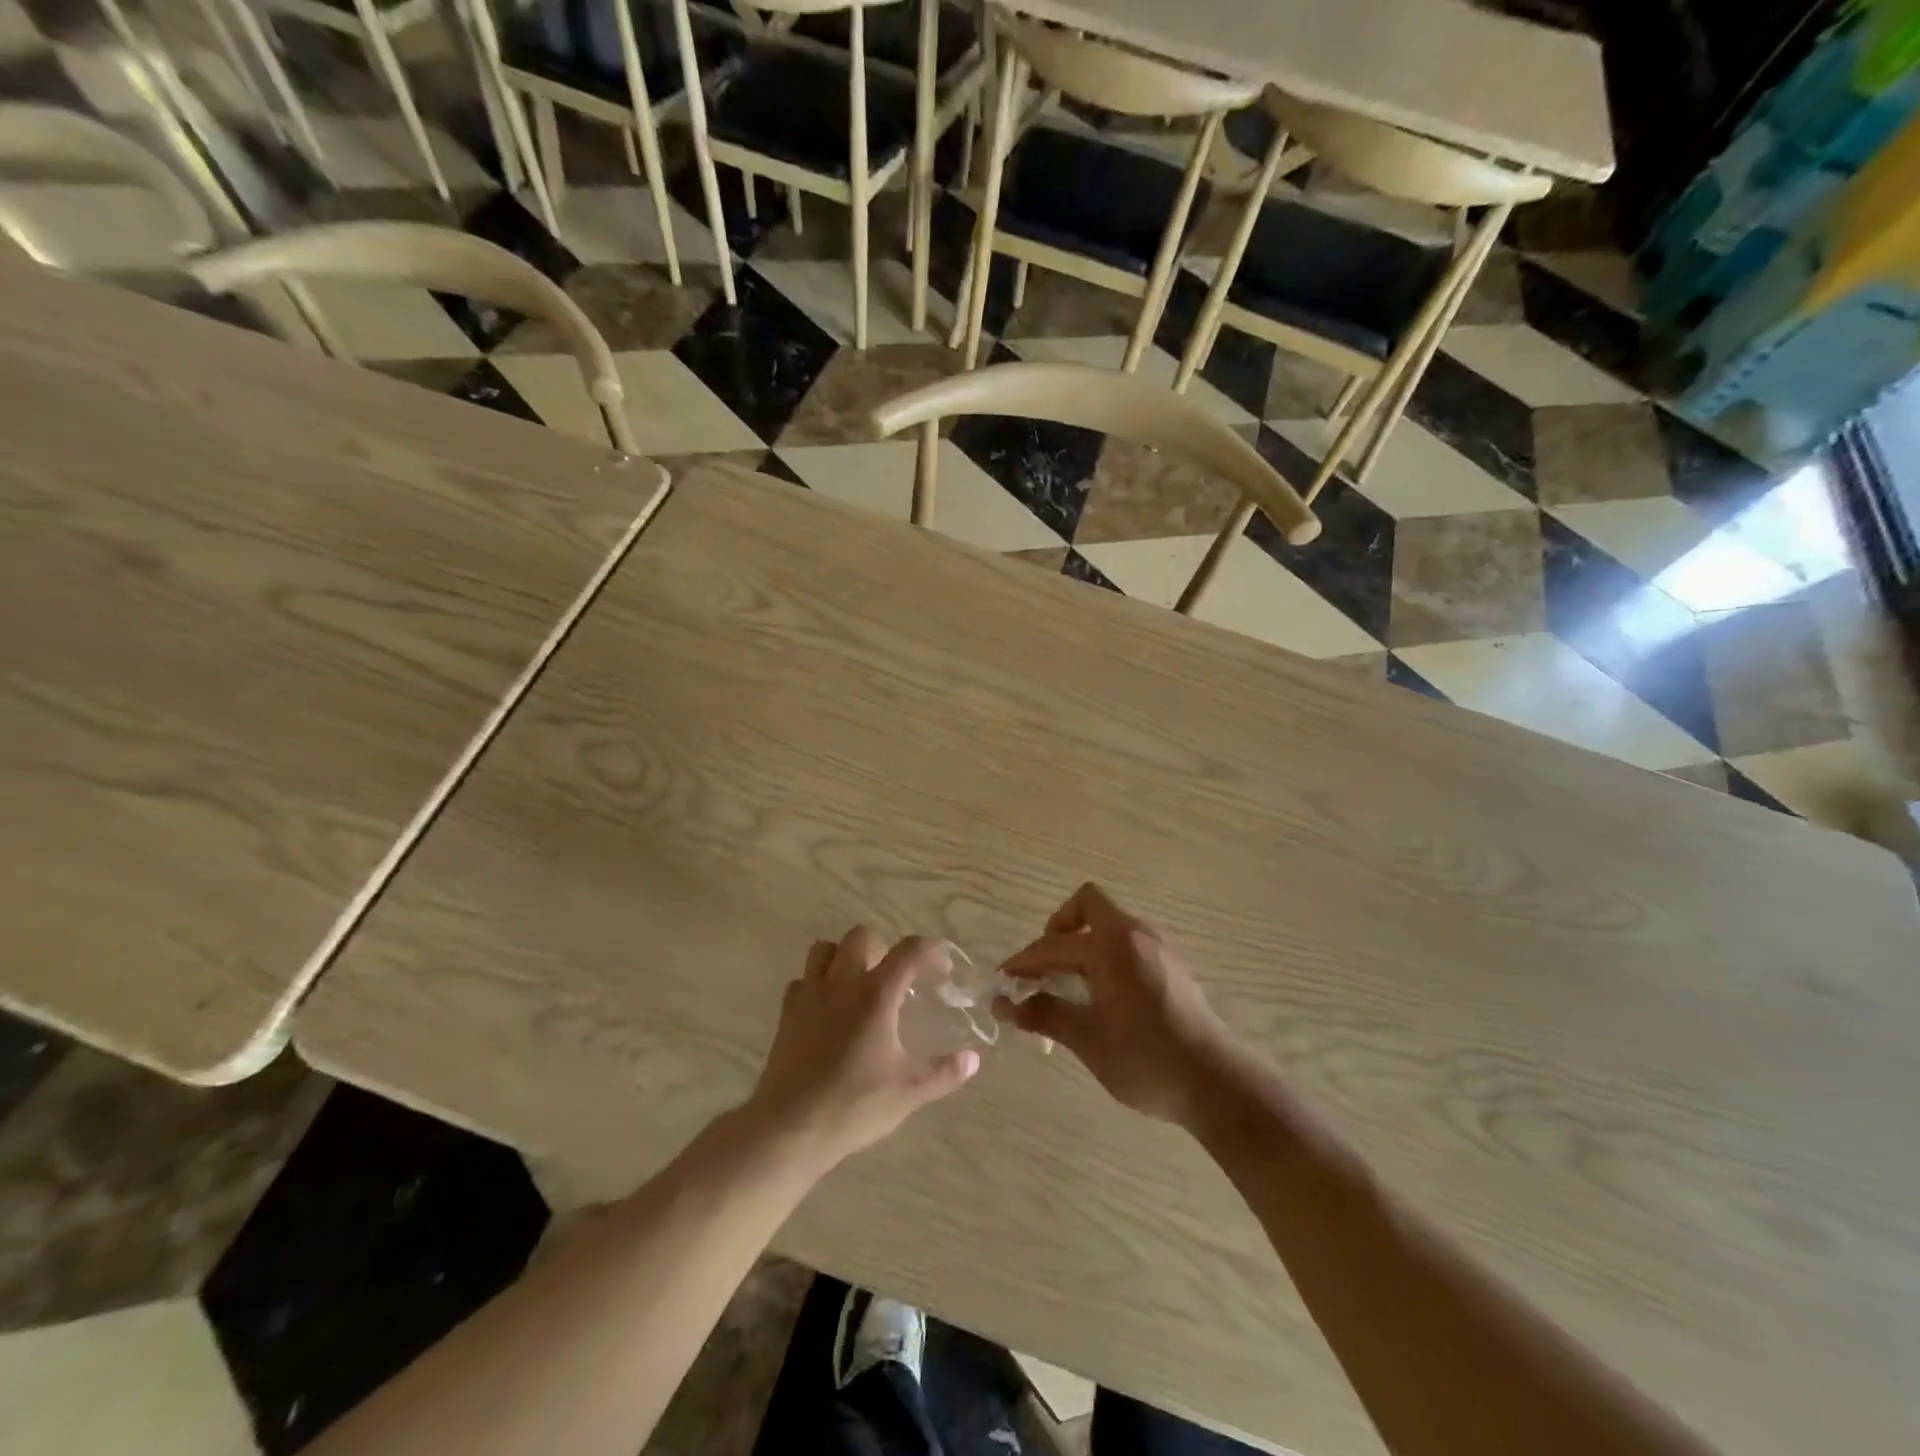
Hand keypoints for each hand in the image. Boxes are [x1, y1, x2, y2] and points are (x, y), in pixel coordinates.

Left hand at [743, 928, 979, 1170]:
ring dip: (845, 956)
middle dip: (883, 948)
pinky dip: (817, 983)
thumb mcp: (909, 1092)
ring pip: (825, 949)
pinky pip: (802, 980)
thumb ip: (944, 1072)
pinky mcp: (787, 1013)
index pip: (908, 951)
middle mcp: (841, 984)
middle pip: (861, 937)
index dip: (930, 951)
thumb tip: (973, 1059)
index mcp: (875, 995)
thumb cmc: (854, 1105)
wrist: (790, 1128)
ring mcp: (809, 995)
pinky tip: (827, 1008)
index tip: (943, 967)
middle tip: (895, 978)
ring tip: (859, 983)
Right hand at [995, 884, 1238, 1127]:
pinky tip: (1099, 995)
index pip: (1053, 945)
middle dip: (1058, 930)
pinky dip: (1103, 956)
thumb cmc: (1148, 1060)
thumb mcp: (1088, 1040)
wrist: (1218, 1084)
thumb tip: (1004, 1004)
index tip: (1002, 981)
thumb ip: (1044, 1014)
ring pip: (1108, 925)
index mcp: (1112, 946)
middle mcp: (1136, 934)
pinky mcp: (1170, 965)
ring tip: (1066, 985)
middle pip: (1087, 906)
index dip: (1023, 962)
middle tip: (1042, 967)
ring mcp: (1157, 947)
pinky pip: (1125, 943)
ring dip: (1081, 944)